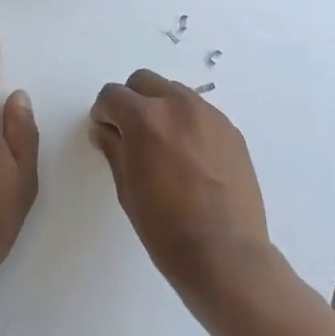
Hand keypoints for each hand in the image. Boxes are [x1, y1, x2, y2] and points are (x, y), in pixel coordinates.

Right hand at [90, 71, 273, 303]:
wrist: (226, 254)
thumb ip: (114, 149)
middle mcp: (178, 104)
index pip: (112, 94)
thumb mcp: (127, 189)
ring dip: (161, 108)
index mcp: (145, 118)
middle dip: (131, 101)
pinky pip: (200, 113)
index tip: (104, 132)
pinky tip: (190, 158)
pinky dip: (187, 123)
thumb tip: (104, 129)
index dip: (103, 112)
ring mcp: (209, 114)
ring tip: (163, 146)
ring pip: (174, 92)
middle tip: (130, 134)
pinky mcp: (231, 129)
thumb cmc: (166, 228)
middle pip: (143, 81)